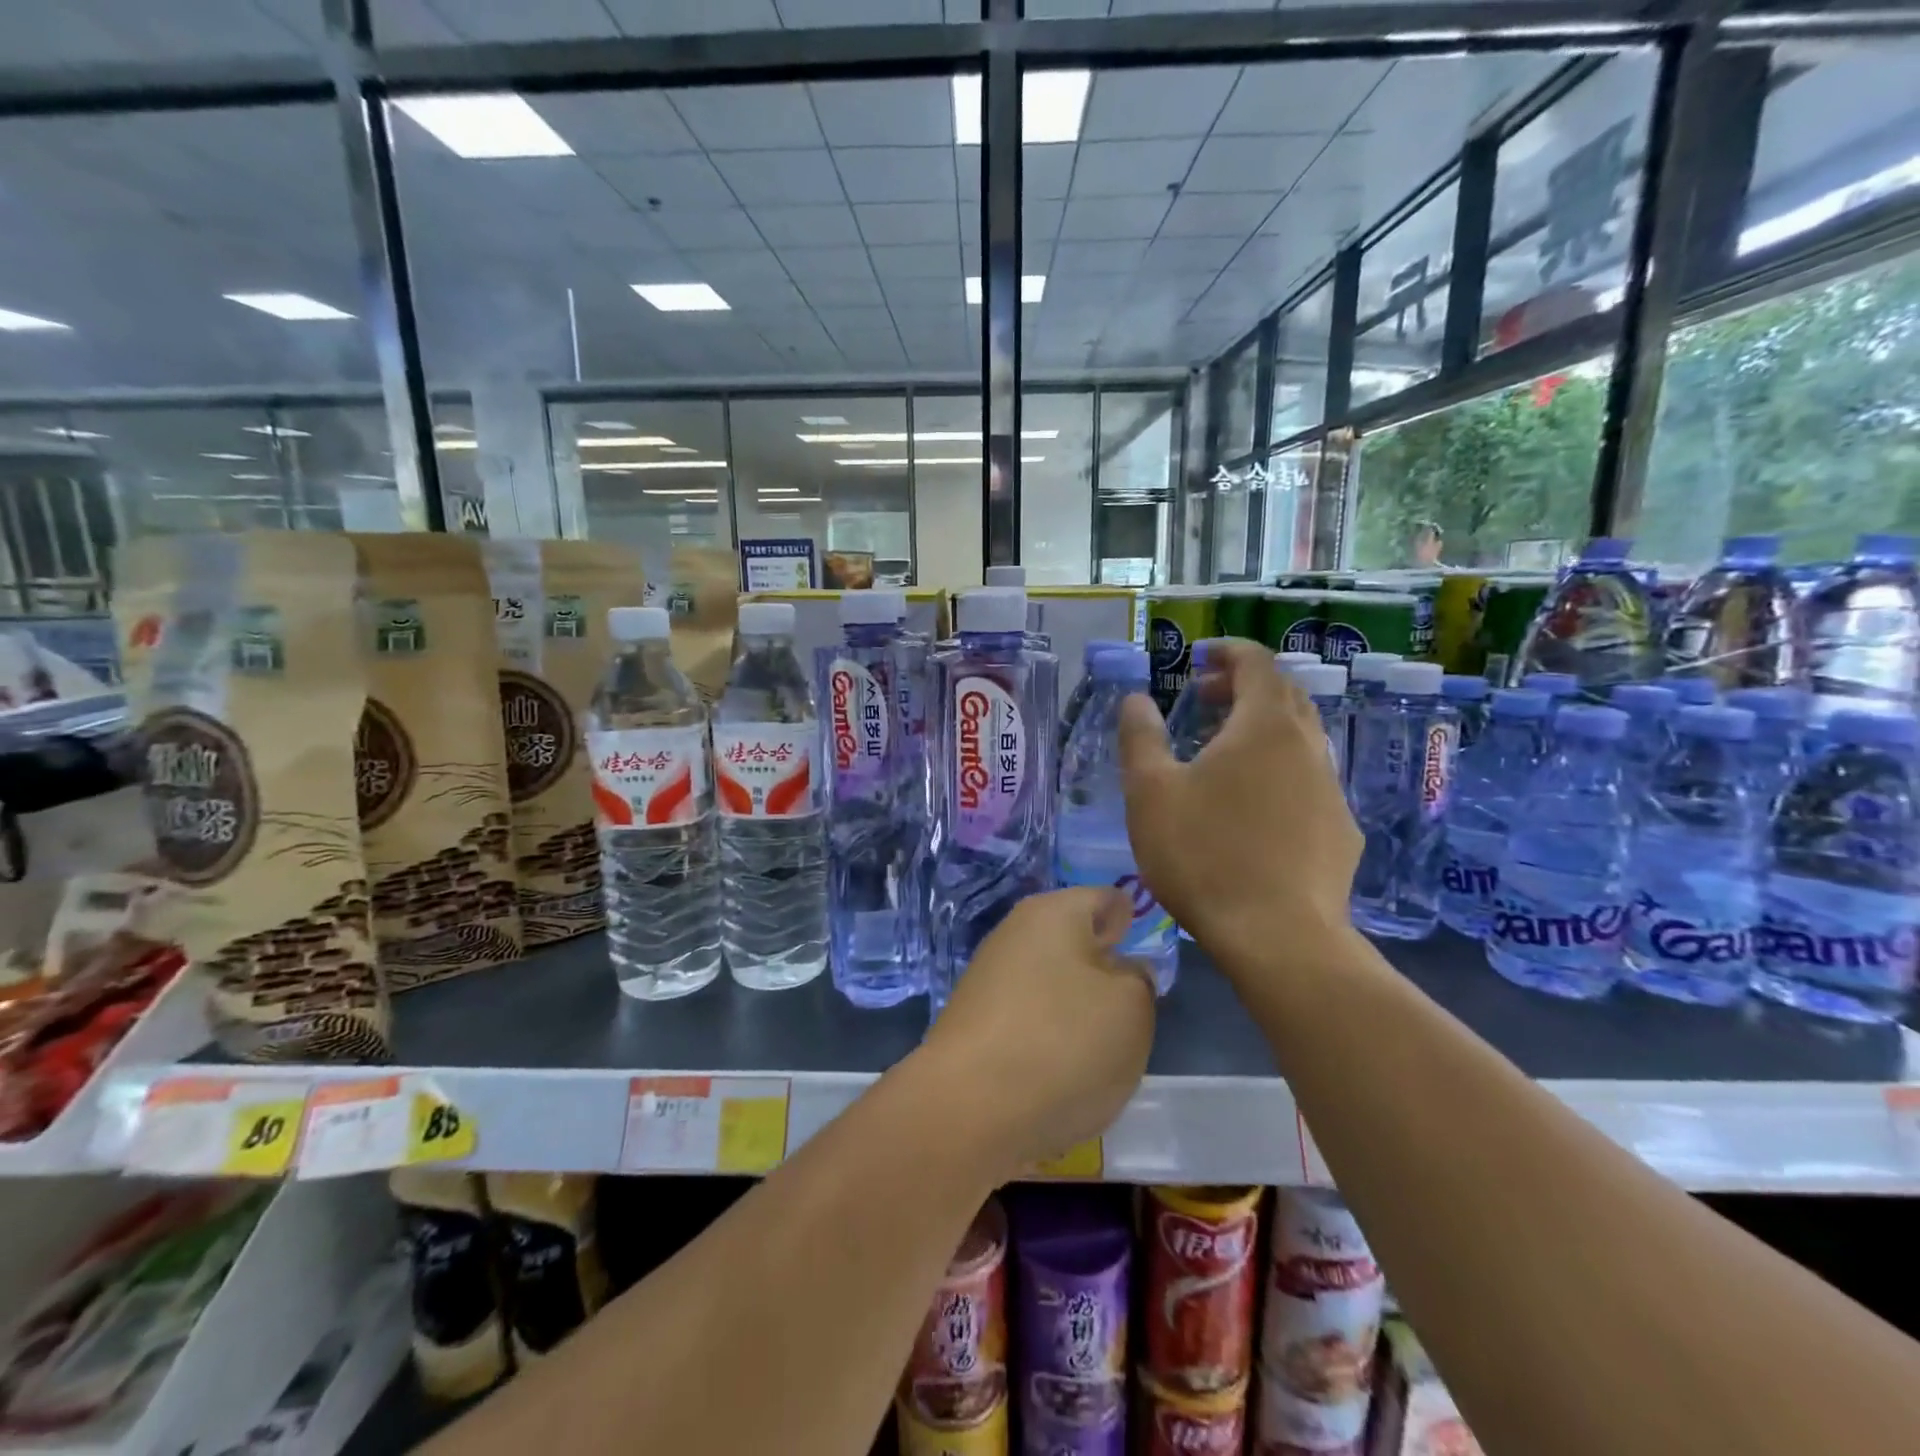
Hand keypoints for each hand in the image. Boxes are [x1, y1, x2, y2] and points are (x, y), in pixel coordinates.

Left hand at [918, 888, 1154, 1172]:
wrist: (969, 1108)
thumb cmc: (1063, 1041)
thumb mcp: (1132, 1008)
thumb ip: (1139, 979)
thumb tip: (1122, 969)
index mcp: (1054, 911)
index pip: (1105, 899)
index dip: (1131, 920)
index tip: (1146, 949)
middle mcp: (1015, 933)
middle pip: (1075, 942)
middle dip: (1104, 970)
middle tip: (1133, 1008)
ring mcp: (989, 978)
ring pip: (1052, 983)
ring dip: (1077, 1009)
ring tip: (1101, 1049)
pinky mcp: (975, 1022)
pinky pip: (1029, 1019)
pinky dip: (1049, 1039)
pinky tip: (1061, 1072)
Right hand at [1119, 637, 1360, 969]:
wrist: (1278, 937)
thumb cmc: (1203, 854)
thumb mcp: (1150, 792)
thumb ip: (1140, 737)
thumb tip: (1136, 699)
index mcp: (1263, 726)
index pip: (1257, 663)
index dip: (1229, 652)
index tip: (1201, 657)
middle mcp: (1306, 746)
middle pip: (1284, 695)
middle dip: (1245, 686)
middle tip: (1206, 699)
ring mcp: (1331, 789)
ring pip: (1300, 739)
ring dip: (1262, 730)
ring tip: (1223, 753)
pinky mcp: (1342, 830)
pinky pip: (1309, 780)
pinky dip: (1280, 771)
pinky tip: (1255, 808)